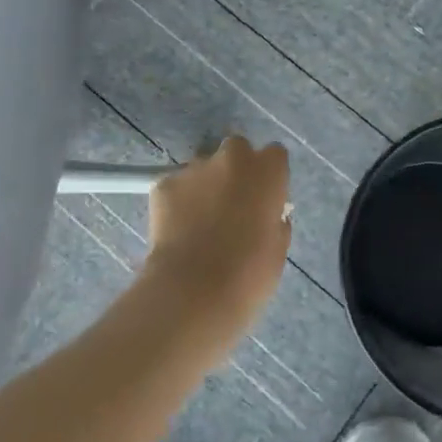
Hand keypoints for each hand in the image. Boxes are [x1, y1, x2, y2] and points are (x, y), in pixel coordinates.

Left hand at [141, 136, 291, 354]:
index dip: (269, 175)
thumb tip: (268, 216)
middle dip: (235, 169)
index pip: (274, 154)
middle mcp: (232, 158)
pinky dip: (177, 202)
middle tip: (232, 203)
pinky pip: (175, 186)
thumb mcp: (278, 248)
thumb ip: (274, 220)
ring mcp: (194, 168)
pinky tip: (177, 231)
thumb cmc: (249, 275)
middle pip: (236, 150)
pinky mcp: (163, 184)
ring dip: (205, 185)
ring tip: (199, 222)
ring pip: (203, 168)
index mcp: (267, 171)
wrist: (193, 292)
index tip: (265, 198)